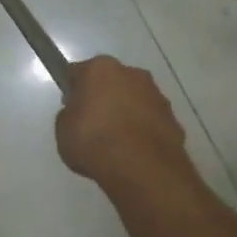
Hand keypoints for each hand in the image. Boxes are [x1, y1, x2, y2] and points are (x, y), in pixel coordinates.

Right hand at [56, 56, 189, 191]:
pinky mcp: (173, 118)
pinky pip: (150, 120)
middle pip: (110, 82)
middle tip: (92, 124)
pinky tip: (133, 151)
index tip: (70, 108)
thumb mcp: (63, 129)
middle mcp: (131, 73)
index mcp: (100, 69)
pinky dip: (142, 130)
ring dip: (125, 112)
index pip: (79, 72)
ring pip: (134, 99)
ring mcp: (156, 95)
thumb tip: (80, 113)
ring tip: (115, 142)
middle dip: (103, 97)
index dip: (72, 90)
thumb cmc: (94, 141)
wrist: (141, 167)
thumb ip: (70, 115)